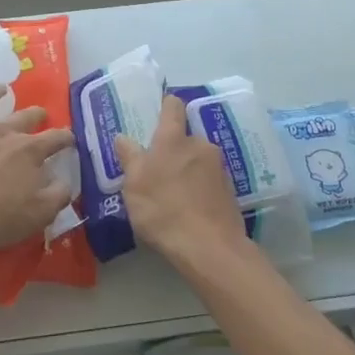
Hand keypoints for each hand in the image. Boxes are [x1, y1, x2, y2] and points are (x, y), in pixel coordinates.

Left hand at [0, 79, 75, 269]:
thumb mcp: (38, 216)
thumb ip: (57, 197)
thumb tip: (67, 183)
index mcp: (29, 151)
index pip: (54, 139)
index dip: (65, 137)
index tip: (70, 138)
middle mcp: (3, 131)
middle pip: (24, 117)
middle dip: (35, 114)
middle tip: (39, 114)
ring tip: (1, 88)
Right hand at [114, 95, 248, 265]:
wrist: (210, 248)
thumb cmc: (164, 210)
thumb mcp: (134, 186)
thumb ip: (129, 157)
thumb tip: (123, 137)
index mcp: (173, 139)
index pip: (173, 106)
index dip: (166, 106)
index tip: (158, 113)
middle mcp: (200, 144)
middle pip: (185, 138)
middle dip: (174, 150)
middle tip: (158, 172)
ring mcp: (219, 167)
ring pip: (198, 160)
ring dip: (188, 170)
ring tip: (175, 195)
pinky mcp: (231, 190)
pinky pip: (210, 181)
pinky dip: (200, 188)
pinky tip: (192, 209)